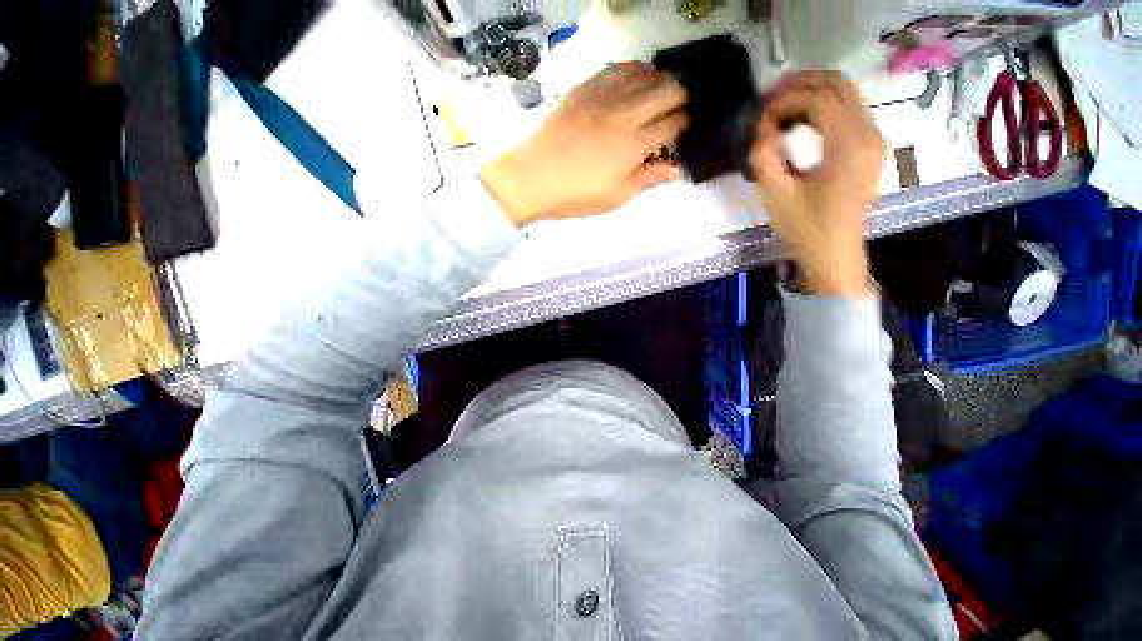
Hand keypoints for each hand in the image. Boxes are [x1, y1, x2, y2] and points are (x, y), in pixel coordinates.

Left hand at [481, 62, 688, 225]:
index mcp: (633, 145)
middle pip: (668, 90)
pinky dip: (633, 72)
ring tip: (657, 95)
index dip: (683, 125)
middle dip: (679, 98)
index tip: (682, 131)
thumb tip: (677, 169)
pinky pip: (618, 68)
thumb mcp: (616, 197)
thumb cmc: (577, 195)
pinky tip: (633, 82)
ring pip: (646, 73)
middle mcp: (625, 113)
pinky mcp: (585, 88)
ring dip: (659, 82)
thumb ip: (648, 178)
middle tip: (674, 112)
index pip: (673, 124)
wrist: (535, 178)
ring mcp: (604, 96)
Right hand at [749, 71, 883, 297]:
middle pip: (838, 84)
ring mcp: (872, 137)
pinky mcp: (868, 146)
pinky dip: (821, 106)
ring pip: (845, 92)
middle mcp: (868, 132)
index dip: (785, 100)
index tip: (760, 120)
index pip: (819, 98)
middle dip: (799, 85)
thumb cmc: (805, 228)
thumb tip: (760, 130)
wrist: (834, 252)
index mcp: (849, 145)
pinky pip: (847, 109)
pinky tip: (799, 120)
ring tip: (779, 108)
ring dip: (811, 92)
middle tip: (767, 102)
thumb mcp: (776, 195)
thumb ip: (764, 158)